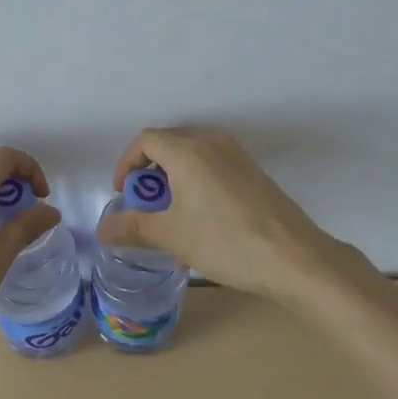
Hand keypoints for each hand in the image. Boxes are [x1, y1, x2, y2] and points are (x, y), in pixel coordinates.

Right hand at [97, 128, 342, 302]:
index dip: (127, 163)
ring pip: (193, 152)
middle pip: (169, 143)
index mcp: (187, 150)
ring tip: (172, 211)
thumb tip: (102, 230)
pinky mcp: (253, 170)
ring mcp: (237, 154)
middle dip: (150, 170)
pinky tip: (203, 214)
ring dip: (174, 175)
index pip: (146, 140)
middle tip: (145, 204)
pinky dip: (197, 178)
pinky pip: (214, 162)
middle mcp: (211, 141)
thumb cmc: (226, 242)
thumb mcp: (173, 237)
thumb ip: (133, 228)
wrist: (295, 257)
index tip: (123, 193)